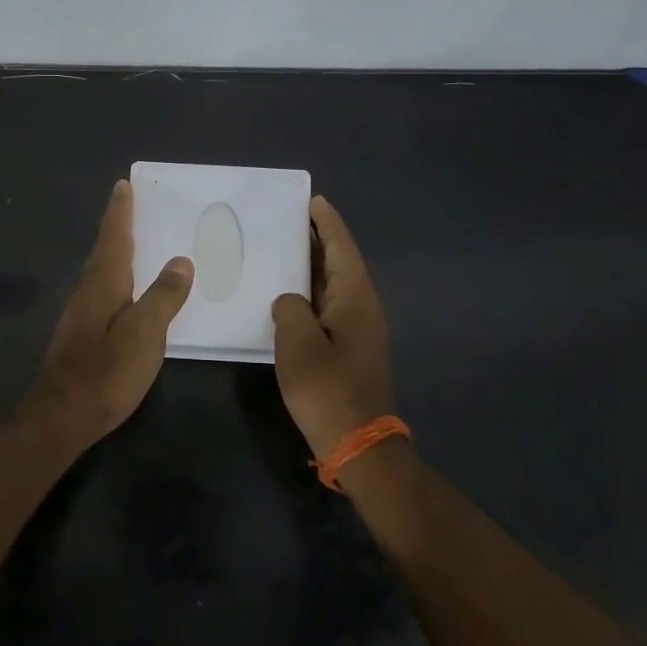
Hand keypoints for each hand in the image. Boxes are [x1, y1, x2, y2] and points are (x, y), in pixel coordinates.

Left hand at [29, 179, 193, 447]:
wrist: (62, 416)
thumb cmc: (107, 372)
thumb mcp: (145, 334)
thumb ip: (164, 297)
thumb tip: (180, 261)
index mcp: (103, 283)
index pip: (114, 237)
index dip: (120, 212)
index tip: (123, 185)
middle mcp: (87, 290)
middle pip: (104, 250)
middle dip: (116, 226)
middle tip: (129, 204)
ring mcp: (80, 313)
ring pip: (100, 270)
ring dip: (114, 250)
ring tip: (131, 240)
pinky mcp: (81, 333)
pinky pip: (101, 289)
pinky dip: (114, 275)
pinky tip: (124, 289)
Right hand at [271, 196, 394, 456]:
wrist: (360, 444)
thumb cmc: (327, 390)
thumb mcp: (298, 345)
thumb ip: (289, 309)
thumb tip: (289, 300)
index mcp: (354, 299)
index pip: (341, 248)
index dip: (327, 223)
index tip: (312, 200)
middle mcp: (362, 308)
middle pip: (340, 262)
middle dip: (319, 239)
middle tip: (290, 218)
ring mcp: (358, 330)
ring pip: (334, 285)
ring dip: (313, 265)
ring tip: (284, 248)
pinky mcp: (349, 349)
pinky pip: (329, 305)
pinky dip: (311, 291)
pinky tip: (289, 295)